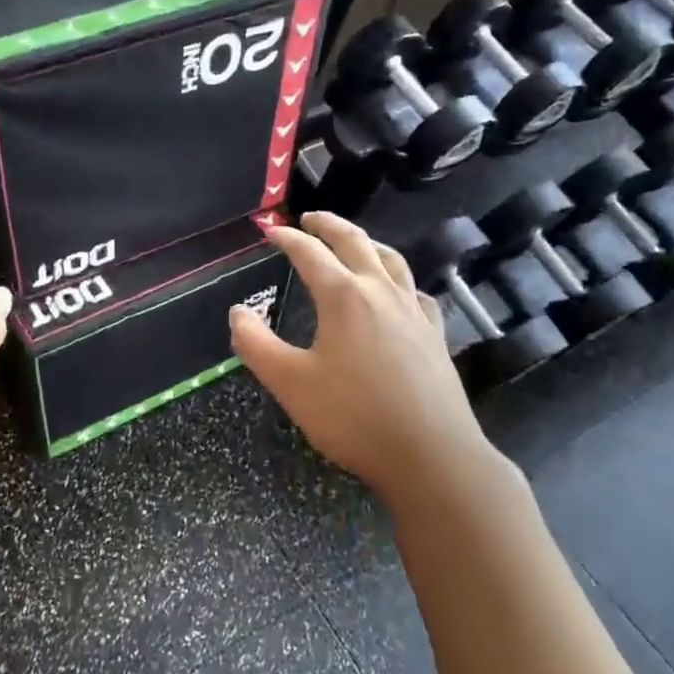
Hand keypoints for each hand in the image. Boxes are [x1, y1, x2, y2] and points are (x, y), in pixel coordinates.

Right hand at [229, 212, 515, 509]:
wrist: (431, 455)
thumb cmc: (353, 417)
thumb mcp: (290, 383)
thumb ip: (256, 344)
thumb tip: (239, 311)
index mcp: (344, 296)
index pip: (310, 253)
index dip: (287, 238)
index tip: (269, 231)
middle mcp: (381, 291)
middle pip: (355, 242)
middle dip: (328, 225)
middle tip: (309, 219)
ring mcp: (413, 311)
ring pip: (391, 260)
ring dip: (367, 243)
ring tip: (353, 242)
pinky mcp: (434, 334)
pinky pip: (415, 291)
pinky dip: (399, 279)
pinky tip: (397, 292)